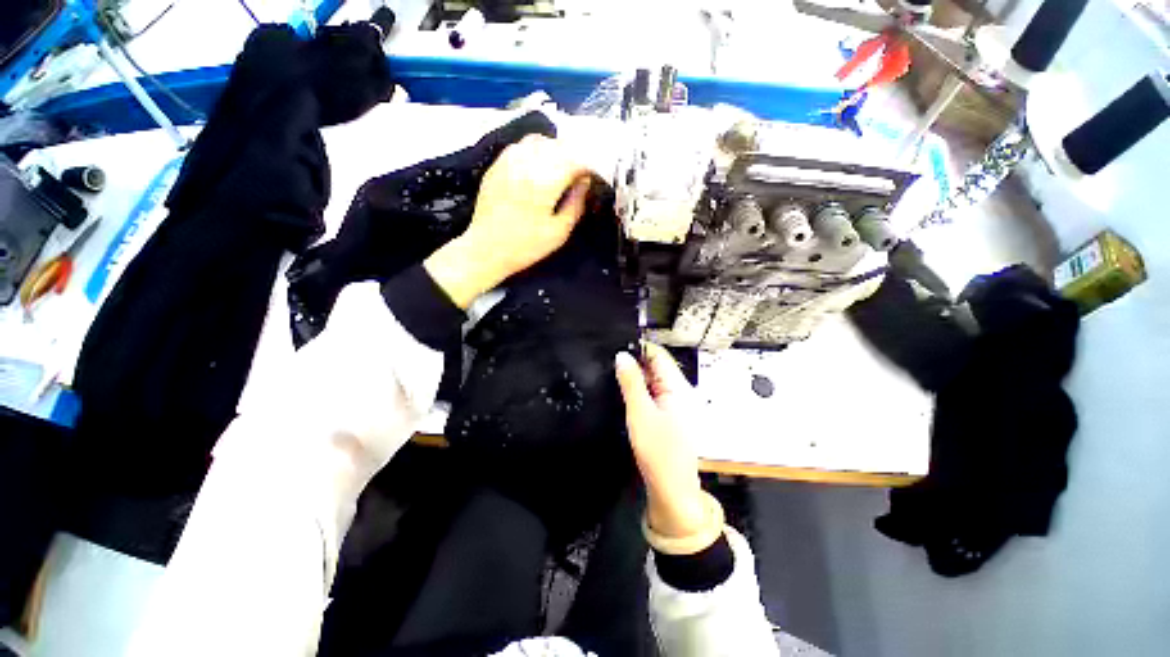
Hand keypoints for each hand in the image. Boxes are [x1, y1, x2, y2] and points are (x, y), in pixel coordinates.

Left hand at [425, 135, 591, 307]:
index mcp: (545, 181)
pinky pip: (520, 146)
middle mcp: (527, 163)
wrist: (486, 249)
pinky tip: (537, 168)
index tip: (593, 178)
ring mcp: (509, 161)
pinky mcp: (497, 165)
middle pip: (558, 146)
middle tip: (579, 174)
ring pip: (539, 141)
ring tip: (559, 169)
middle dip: (573, 157)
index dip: (589, 166)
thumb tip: (585, 182)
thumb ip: (576, 204)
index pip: (575, 160)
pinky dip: (535, 151)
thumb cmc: (526, 246)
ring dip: (554, 151)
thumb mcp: (559, 232)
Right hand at [615, 343, 708, 540]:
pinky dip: (640, 390)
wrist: (672, 489)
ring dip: (636, 377)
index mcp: (679, 387)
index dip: (639, 348)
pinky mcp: (669, 415)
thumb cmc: (658, 451)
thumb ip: (631, 382)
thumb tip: (622, 355)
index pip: (659, 355)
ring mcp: (675, 404)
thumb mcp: (640, 413)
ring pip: (653, 380)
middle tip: (608, 361)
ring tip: (612, 373)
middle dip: (635, 362)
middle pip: (656, 366)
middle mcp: (680, 391)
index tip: (616, 346)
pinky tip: (624, 392)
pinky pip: (653, 394)